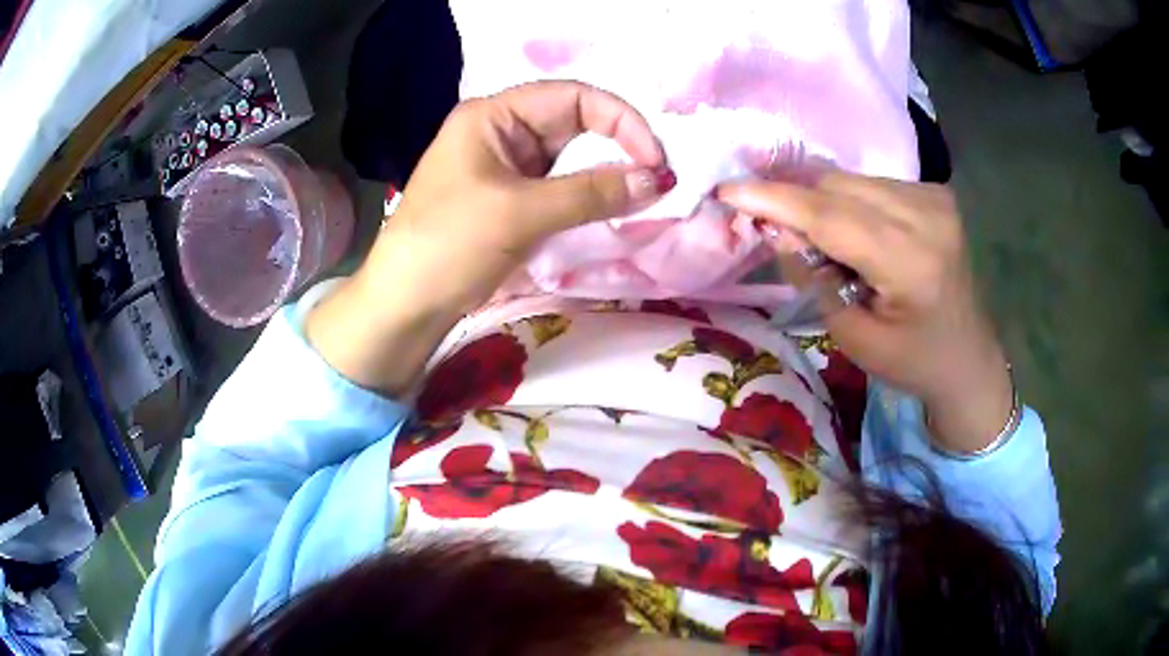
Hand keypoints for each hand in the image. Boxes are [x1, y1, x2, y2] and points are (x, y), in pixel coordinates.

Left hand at [307, 81, 669, 394]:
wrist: (405, 305)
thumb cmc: (450, 245)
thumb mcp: (521, 213)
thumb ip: (592, 193)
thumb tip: (658, 180)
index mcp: (493, 115)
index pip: (573, 97)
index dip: (621, 120)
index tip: (655, 159)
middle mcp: (501, 131)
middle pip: (575, 124)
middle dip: (618, 147)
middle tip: (657, 180)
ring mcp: (506, 166)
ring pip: (571, 157)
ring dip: (606, 173)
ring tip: (642, 195)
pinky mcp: (510, 198)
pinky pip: (560, 186)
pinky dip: (588, 195)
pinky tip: (612, 208)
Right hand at [718, 172, 1012, 452]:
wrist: (968, 356)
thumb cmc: (912, 361)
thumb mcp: (854, 338)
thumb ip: (814, 279)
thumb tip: (777, 228)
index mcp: (911, 263)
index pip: (830, 216)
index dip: (775, 199)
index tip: (726, 189)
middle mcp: (927, 216)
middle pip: (838, 186)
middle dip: (794, 197)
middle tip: (764, 219)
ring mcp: (935, 199)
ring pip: (853, 179)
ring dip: (821, 200)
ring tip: (817, 238)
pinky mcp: (936, 193)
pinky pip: (872, 183)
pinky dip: (848, 201)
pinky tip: (850, 231)